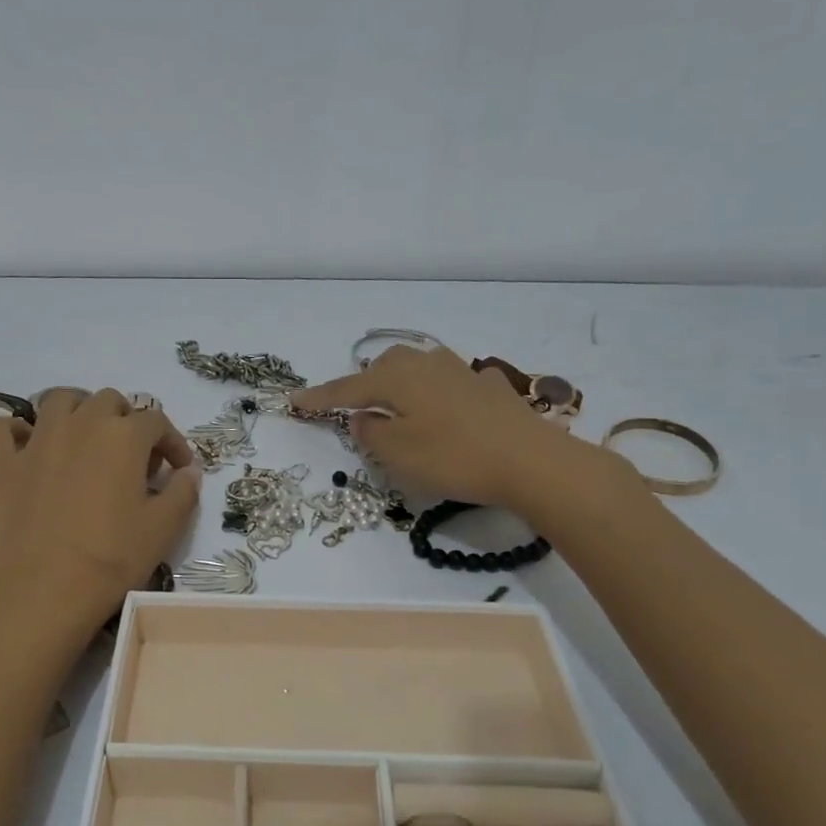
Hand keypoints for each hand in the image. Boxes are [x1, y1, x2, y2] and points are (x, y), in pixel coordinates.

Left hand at [0, 388, 201, 639]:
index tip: (178, 469)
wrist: (42, 593)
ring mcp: (36, 441)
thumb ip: (183, 492)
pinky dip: (17, 431)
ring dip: (77, 411)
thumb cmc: (111, 560)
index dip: (172, 442)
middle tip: (132, 456)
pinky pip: (4, 429)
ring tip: (85, 439)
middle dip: (126, 420)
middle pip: (108, 401)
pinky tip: (27, 448)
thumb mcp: (163, 529)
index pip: (156, 422)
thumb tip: (188, 471)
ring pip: (58, 401)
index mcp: (123, 436)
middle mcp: (80, 424)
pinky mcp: (2, 463)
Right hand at [292, 346, 635, 528]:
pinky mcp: (492, 388)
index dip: (319, 398)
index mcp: (397, 378)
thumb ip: (370, 433)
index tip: (293, 401)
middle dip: (364, 384)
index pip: (347, 388)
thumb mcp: (398, 454)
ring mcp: (463, 372)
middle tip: (351, 406)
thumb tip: (361, 418)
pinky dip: (440, 393)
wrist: (531, 461)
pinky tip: (449, 405)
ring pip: (419, 370)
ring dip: (401, 384)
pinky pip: (453, 383)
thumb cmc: (453, 458)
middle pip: (384, 368)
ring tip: (396, 403)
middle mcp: (427, 365)